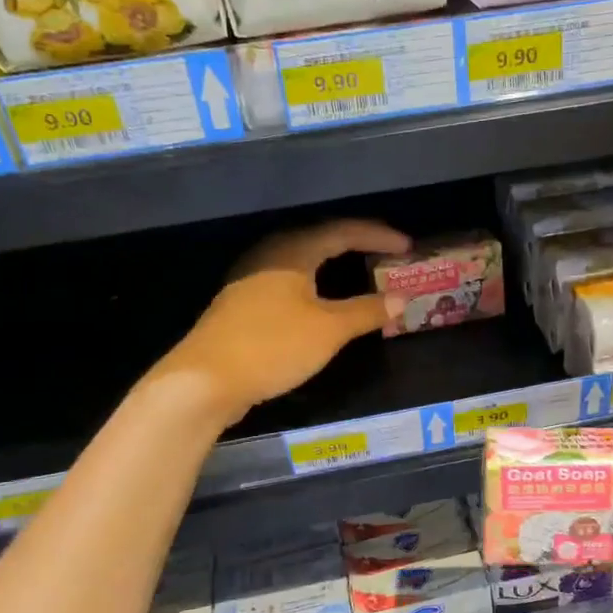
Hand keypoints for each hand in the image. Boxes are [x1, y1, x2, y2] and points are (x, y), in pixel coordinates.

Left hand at [154, 219, 412, 424]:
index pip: (343, 231)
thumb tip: (400, 299)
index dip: (378, 236)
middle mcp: (269, 256)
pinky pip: (288, 283)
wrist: (205, 380)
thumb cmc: (272, 346)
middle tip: (385, 256)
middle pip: (320, 240)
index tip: (407, 246)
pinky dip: (315, 286)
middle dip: (356, 246)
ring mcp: (251, 280)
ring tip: (360, 275)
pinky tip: (321, 303)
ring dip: (334, 266)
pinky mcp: (242, 305)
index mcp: (292, 252)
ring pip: (302, 262)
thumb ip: (366, 312)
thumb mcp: (328, 330)